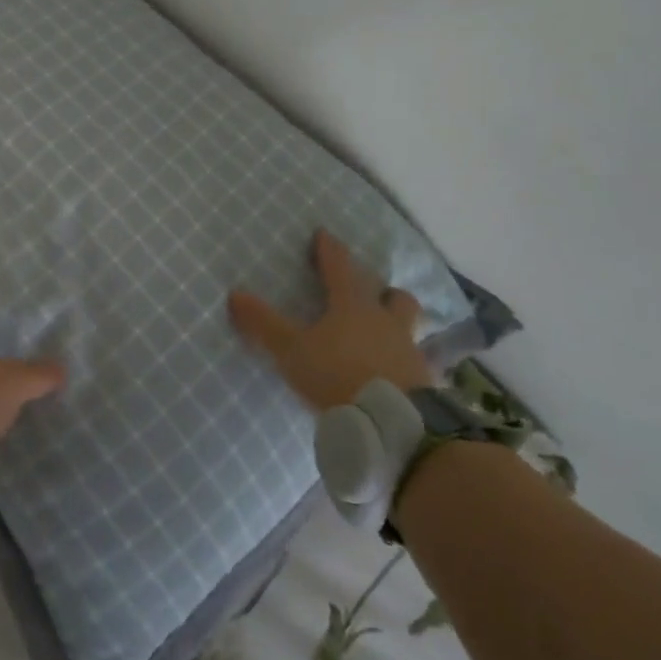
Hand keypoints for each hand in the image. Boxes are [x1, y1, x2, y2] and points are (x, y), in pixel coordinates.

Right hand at [229, 230, 432, 412]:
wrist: (392, 425)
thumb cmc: (336, 375)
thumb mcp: (291, 350)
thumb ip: (264, 323)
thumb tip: (234, 294)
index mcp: (353, 307)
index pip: (340, 268)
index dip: (330, 250)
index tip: (324, 234)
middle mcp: (386, 322)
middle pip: (393, 296)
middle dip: (383, 290)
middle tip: (372, 293)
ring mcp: (410, 352)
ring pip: (410, 328)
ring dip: (398, 325)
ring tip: (385, 336)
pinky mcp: (425, 384)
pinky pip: (418, 365)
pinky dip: (406, 364)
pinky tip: (396, 375)